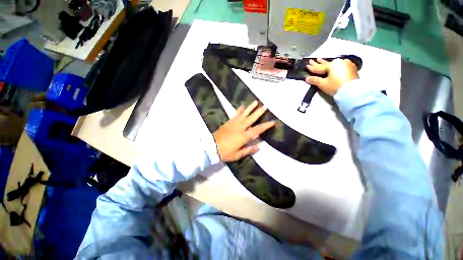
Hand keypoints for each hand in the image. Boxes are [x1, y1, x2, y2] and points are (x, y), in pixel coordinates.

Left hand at [213, 100, 275, 161]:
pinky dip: (239, 110)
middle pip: (251, 118)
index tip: (273, 122)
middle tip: (265, 106)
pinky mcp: (228, 122)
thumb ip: (248, 150)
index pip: (257, 130)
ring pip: (244, 114)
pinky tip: (242, 106)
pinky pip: (235, 115)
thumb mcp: (237, 155)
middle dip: (259, 112)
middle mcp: (240, 128)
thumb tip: (259, 147)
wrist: (211, 147)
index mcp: (244, 136)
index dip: (266, 126)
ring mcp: (234, 124)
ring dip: (250, 108)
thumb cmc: (225, 152)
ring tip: (255, 102)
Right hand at [305, 58, 358, 95]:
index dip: (312, 67)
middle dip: (318, 62)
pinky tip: (334, 65)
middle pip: (326, 63)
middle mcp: (339, 62)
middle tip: (312, 60)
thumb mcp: (323, 84)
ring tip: (321, 60)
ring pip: (334, 64)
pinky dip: (335, 66)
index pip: (319, 67)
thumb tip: (307, 78)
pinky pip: (340, 65)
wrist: (352, 91)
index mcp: (332, 65)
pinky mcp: (351, 68)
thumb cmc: (336, 86)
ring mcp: (347, 64)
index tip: (306, 65)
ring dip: (326, 63)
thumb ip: (314, 80)